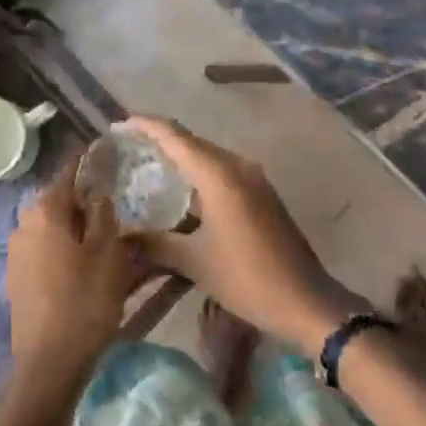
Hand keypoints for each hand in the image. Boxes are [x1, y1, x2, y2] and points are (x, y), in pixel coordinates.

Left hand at [5, 162, 135, 379]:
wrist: (49, 364)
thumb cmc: (84, 301)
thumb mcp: (108, 253)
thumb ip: (103, 214)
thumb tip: (98, 194)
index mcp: (46, 209)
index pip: (70, 171)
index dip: (90, 161)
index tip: (107, 152)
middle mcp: (24, 222)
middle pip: (60, 199)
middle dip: (85, 198)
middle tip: (114, 202)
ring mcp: (16, 250)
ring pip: (53, 225)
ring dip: (75, 225)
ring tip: (103, 235)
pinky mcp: (16, 276)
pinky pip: (45, 248)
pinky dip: (63, 247)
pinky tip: (83, 262)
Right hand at [126, 117, 361, 354]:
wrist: (306, 301)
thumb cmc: (247, 277)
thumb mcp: (195, 262)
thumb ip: (155, 244)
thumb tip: (120, 237)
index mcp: (218, 173)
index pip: (174, 135)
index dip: (146, 125)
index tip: (119, 125)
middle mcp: (236, 165)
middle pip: (191, 140)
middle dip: (160, 139)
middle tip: (128, 149)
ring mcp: (253, 177)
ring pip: (207, 155)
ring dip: (180, 157)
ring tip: (148, 167)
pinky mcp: (261, 193)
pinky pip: (221, 170)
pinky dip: (197, 173)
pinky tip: (181, 193)